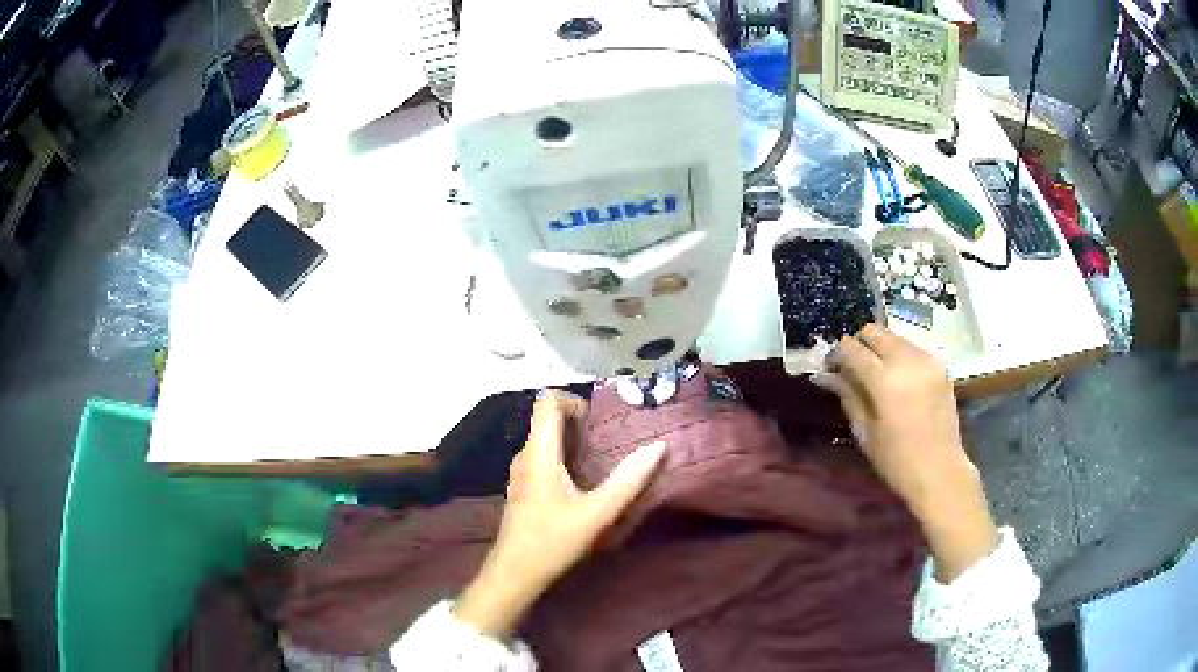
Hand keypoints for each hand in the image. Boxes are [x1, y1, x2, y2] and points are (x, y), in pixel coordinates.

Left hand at [454, 391, 665, 636]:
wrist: (514, 572)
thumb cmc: (553, 541)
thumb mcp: (597, 513)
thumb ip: (628, 480)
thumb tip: (657, 446)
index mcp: (539, 453)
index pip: (547, 402)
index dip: (573, 399)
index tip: (599, 420)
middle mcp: (525, 455)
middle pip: (547, 419)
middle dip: (578, 421)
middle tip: (609, 440)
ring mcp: (520, 472)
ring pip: (545, 439)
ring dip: (572, 441)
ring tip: (600, 459)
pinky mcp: (523, 487)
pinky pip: (542, 457)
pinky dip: (563, 457)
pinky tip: (581, 482)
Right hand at [814, 324, 997, 581]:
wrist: (940, 471)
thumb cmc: (896, 460)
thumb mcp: (865, 432)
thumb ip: (848, 396)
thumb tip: (827, 375)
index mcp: (884, 379)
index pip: (851, 347)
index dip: (836, 354)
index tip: (831, 368)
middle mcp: (906, 360)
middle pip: (874, 331)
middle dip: (859, 343)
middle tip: (852, 367)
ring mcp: (927, 360)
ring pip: (894, 336)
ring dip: (880, 348)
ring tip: (876, 373)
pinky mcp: (940, 366)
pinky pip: (912, 348)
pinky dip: (900, 355)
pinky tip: (898, 380)